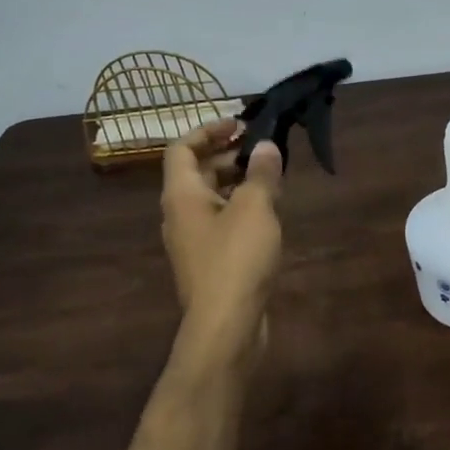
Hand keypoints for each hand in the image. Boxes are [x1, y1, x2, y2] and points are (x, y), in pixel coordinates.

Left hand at [160, 119, 283, 343]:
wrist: (226, 326)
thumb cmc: (236, 259)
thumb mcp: (255, 208)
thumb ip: (261, 173)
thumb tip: (266, 146)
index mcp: (181, 195)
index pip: (182, 149)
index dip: (208, 129)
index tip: (240, 123)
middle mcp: (179, 214)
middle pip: (196, 172)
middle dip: (226, 154)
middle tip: (260, 147)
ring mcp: (193, 241)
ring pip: (210, 198)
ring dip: (236, 181)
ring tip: (269, 176)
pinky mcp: (209, 262)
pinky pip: (220, 221)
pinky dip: (239, 207)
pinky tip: (267, 213)